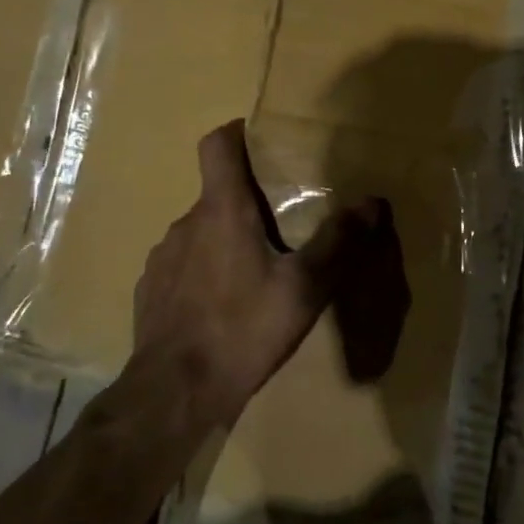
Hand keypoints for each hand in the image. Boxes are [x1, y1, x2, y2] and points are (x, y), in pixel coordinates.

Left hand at [131, 120, 392, 425]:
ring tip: (254, 272)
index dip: (236, 133)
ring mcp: (163, 257)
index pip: (217, 146)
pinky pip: (183, 264)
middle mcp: (186, 223)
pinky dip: (204, 269)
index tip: (259, 138)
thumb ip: (339, 242)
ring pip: (200, 231)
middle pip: (217, 193)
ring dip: (225, 239)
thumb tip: (372, 202)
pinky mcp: (151, 288)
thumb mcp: (304, 289)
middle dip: (247, 201)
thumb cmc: (243, 329)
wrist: (175, 391)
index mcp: (222, 212)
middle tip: (281, 226)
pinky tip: (221, 304)